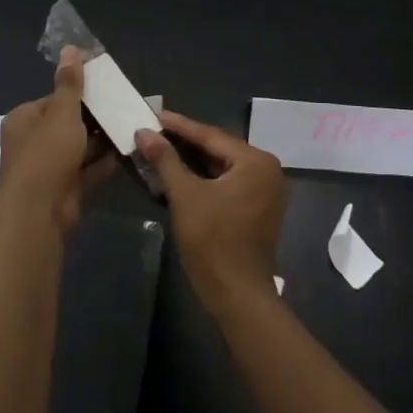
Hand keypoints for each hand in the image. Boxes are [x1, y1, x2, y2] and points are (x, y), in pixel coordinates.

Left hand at [0, 47, 113, 235]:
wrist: (40, 215)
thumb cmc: (47, 155)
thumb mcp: (62, 113)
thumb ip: (70, 83)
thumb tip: (70, 48)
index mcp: (24, 119)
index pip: (54, 99)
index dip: (79, 94)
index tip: (106, 89)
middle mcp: (32, 142)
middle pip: (67, 123)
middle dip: (94, 117)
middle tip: (123, 106)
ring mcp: (48, 168)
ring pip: (79, 146)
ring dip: (101, 140)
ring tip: (130, 125)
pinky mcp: (64, 189)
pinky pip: (86, 169)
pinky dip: (103, 162)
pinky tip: (126, 151)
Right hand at [137, 111, 286, 309]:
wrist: (238, 297)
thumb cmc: (213, 242)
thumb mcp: (185, 196)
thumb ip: (165, 160)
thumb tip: (144, 132)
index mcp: (256, 161)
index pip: (211, 136)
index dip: (179, 126)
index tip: (155, 115)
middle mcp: (268, 170)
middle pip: (219, 149)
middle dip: (186, 142)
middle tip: (156, 131)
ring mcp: (267, 191)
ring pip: (223, 167)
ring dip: (194, 161)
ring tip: (164, 149)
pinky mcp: (260, 209)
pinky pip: (229, 182)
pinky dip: (206, 178)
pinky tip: (182, 174)